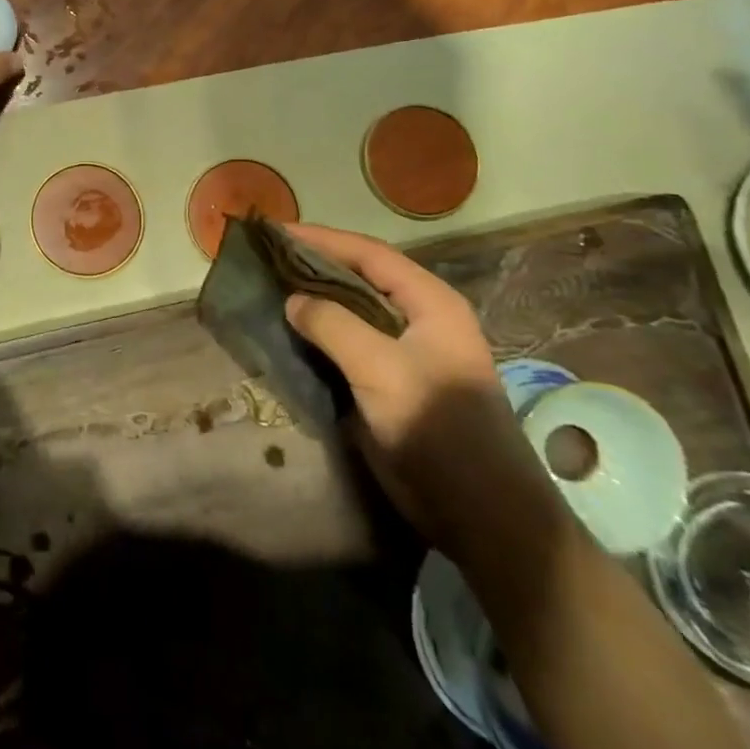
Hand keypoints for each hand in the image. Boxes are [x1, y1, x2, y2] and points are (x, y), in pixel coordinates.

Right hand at [282, 224, 555, 551]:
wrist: (483, 517)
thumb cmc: (438, 430)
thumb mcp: (381, 370)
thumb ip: (333, 325)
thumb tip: (292, 300)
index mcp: (430, 303)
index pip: (369, 254)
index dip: (321, 239)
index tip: (274, 231)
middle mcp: (420, 318)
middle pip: (360, 276)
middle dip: (314, 264)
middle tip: (266, 257)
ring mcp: (406, 352)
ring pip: (352, 309)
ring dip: (314, 298)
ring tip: (269, 287)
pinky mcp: (391, 382)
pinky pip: (348, 343)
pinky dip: (318, 331)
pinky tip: (288, 330)